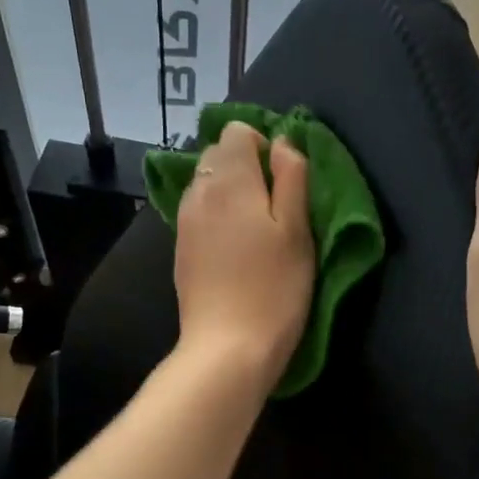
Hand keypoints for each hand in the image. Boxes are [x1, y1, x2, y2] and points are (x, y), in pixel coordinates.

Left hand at [173, 121, 315, 392]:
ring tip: (256, 227)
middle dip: (246, 165)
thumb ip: (292, 177)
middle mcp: (199, 191)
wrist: (227, 347)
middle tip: (275, 204)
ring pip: (206, 183)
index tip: (284, 179)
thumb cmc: (274, 288)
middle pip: (218, 154)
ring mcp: (184, 220)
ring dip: (230, 191)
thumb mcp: (298, 230)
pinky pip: (198, 211)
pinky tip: (235, 247)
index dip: (264, 145)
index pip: (237, 131)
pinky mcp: (180, 247)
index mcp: (230, 179)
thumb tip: (283, 142)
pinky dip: (216, 214)